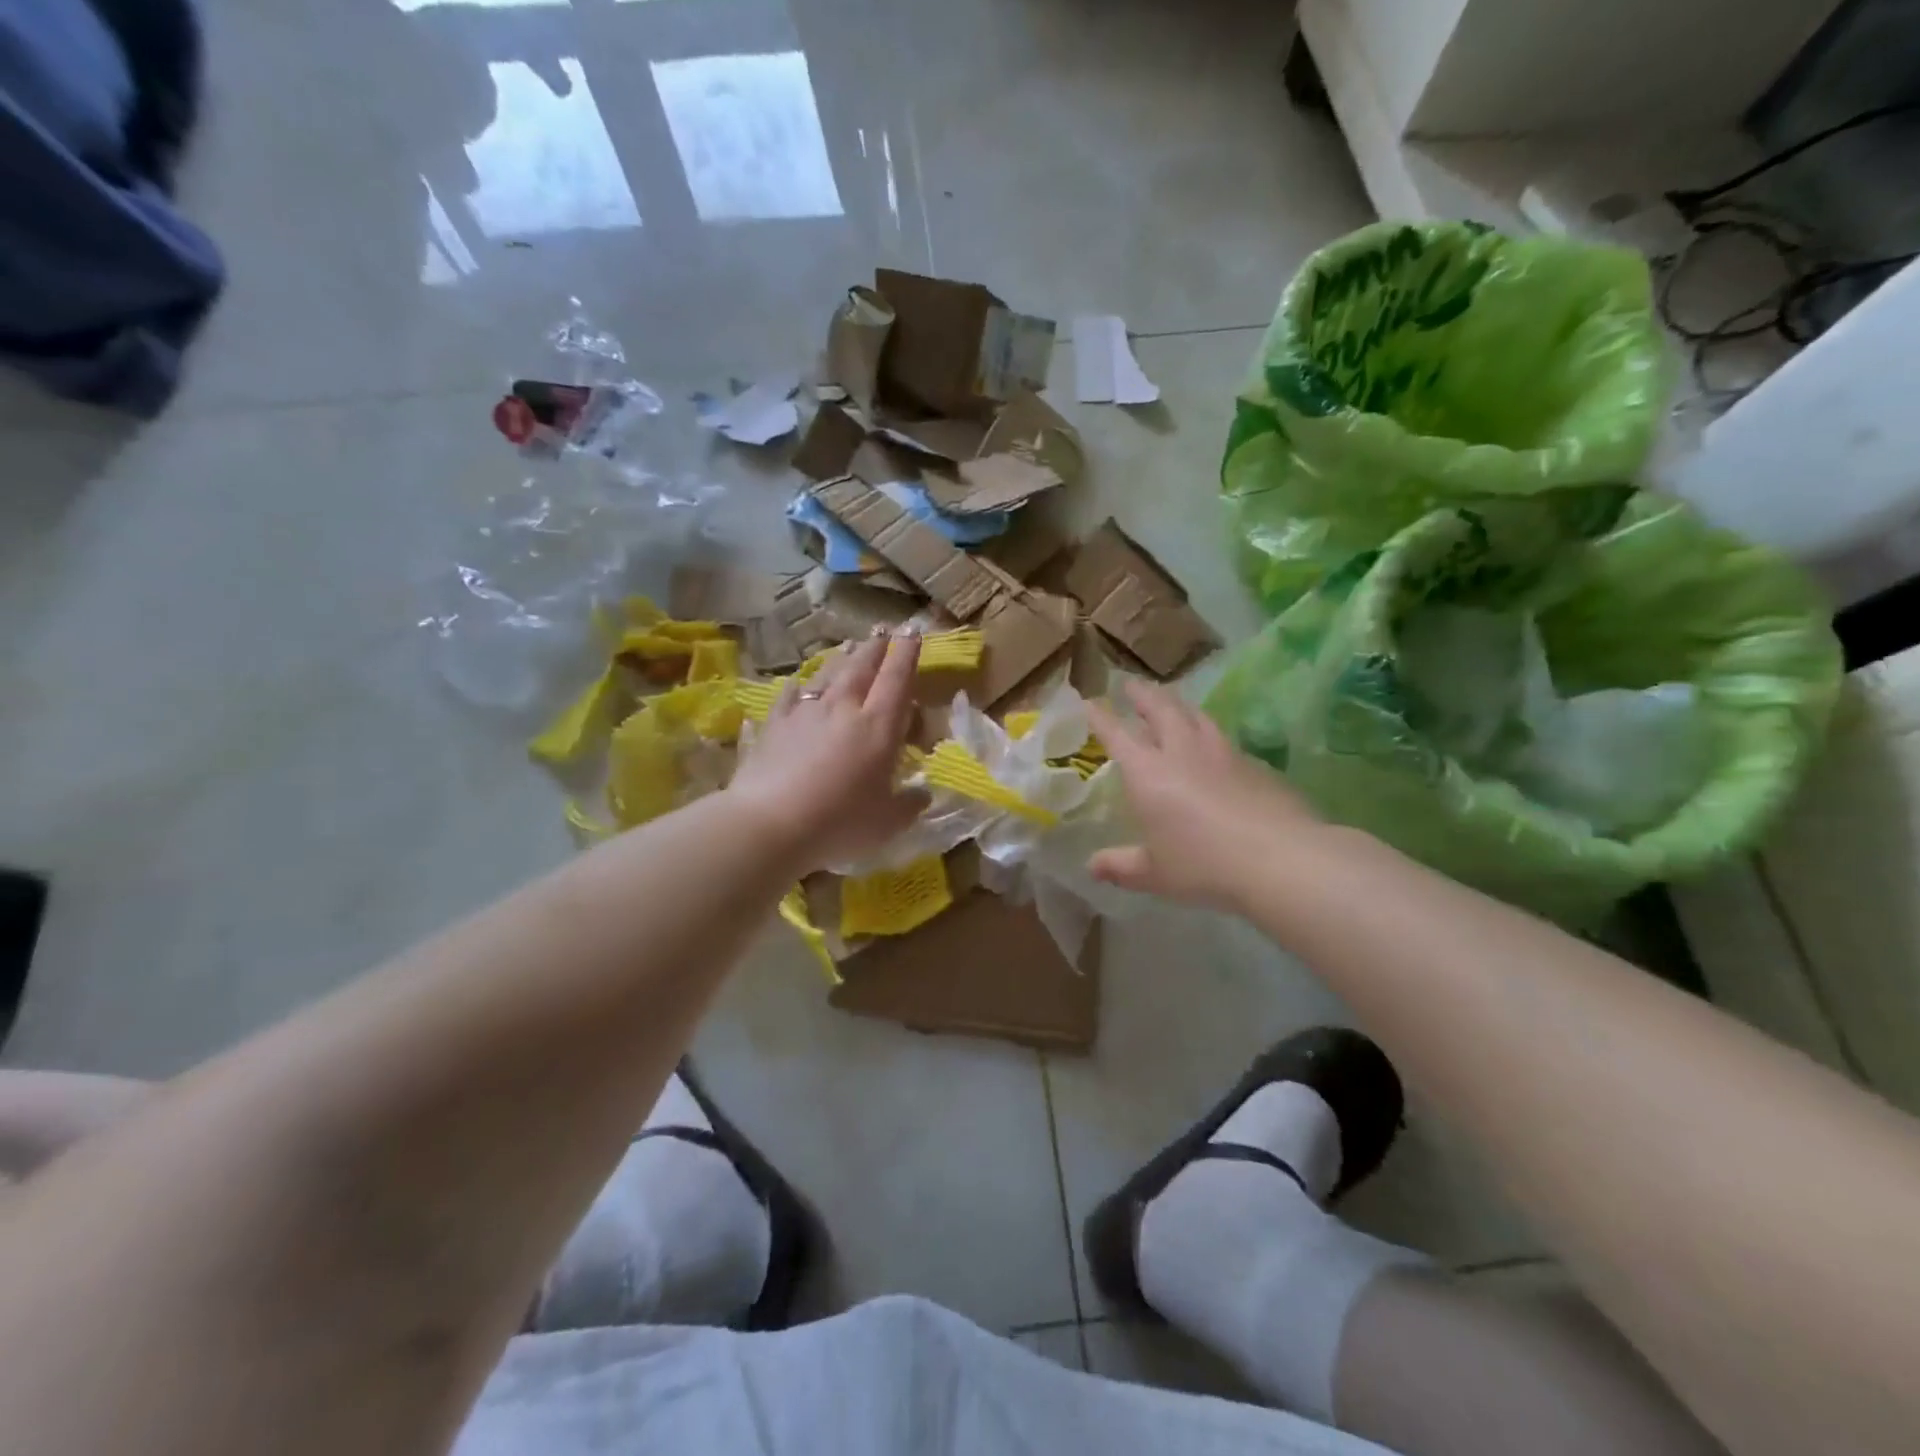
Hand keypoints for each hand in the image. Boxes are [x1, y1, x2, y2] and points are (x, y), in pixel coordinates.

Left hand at [727, 631, 930, 871]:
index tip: (913, 631)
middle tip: (884, 631)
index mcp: (878, 727)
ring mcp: (805, 714)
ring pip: (827, 675)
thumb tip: (923, 794)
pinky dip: (799, 686)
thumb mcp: (887, 823)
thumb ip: (909, 805)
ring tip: (850, 645)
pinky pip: (790, 697)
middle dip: (876, 647)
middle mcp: (843, 709)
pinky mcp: (774, 725)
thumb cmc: (839, 823)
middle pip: (862, 668)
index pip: (897, 680)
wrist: (769, 825)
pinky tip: (799, 682)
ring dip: (842, 658)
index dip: (908, 653)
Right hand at [1084, 680, 1322, 910]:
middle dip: (1142, 695)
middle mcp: (1182, 753)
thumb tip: (1092, 867)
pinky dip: (1209, 733)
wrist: (1280, 858)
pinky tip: (1213, 745)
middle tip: (1132, 684)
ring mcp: (1222, 754)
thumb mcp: (1154, 874)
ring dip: (1178, 705)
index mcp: (1148, 773)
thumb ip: (1121, 867)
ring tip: (1172, 703)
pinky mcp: (1255, 764)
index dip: (1101, 718)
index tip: (1090, 702)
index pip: (1117, 735)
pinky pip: (1224, 738)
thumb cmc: (1203, 865)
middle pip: (1160, 709)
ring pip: (1196, 716)